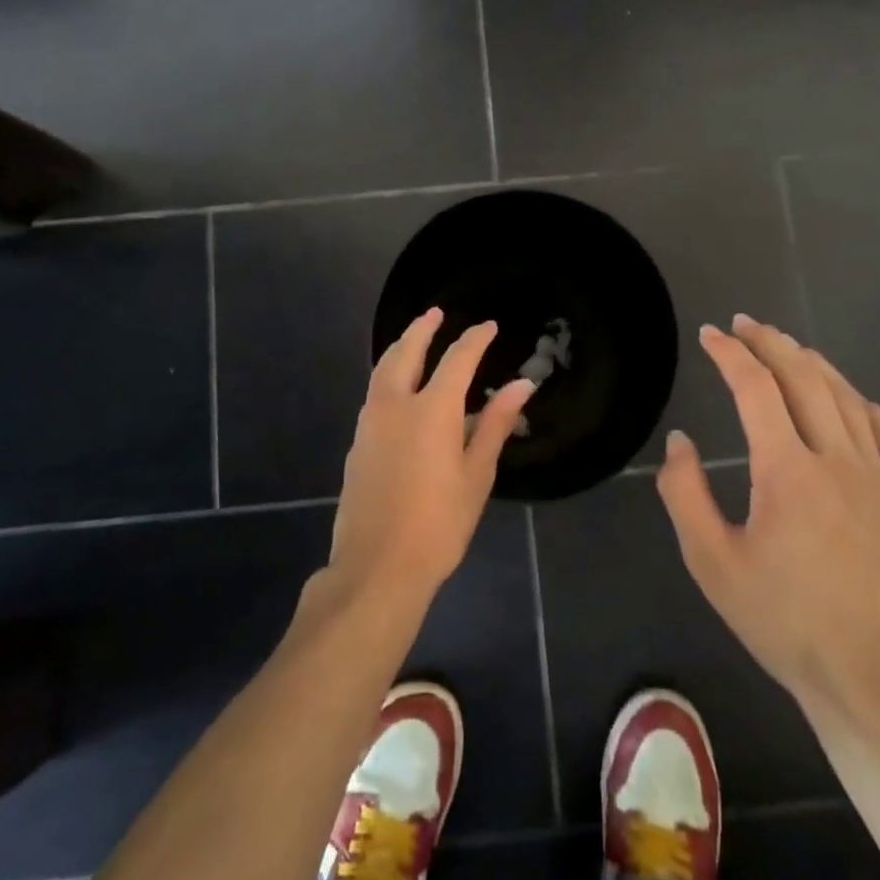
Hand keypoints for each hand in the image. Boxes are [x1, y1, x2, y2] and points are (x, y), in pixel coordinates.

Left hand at [330, 309, 533, 610]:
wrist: (377, 566)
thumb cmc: (439, 524)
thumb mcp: (477, 474)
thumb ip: (496, 424)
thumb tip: (522, 385)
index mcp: (432, 410)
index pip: (457, 359)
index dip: (474, 339)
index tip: (489, 326)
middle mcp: (395, 405)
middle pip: (406, 352)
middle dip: (422, 328)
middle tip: (436, 313)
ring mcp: (370, 423)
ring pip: (383, 370)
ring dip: (400, 348)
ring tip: (414, 340)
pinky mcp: (357, 443)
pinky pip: (374, 394)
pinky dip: (388, 376)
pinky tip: (398, 388)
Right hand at [656, 314, 879, 728]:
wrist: (866, 679)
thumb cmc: (780, 620)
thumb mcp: (710, 561)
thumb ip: (685, 493)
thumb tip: (681, 441)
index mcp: (787, 471)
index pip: (756, 389)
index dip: (730, 353)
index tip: (709, 334)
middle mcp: (838, 461)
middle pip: (805, 379)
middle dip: (771, 343)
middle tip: (745, 324)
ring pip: (848, 399)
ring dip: (814, 364)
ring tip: (787, 349)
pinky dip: (863, 404)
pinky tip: (850, 398)